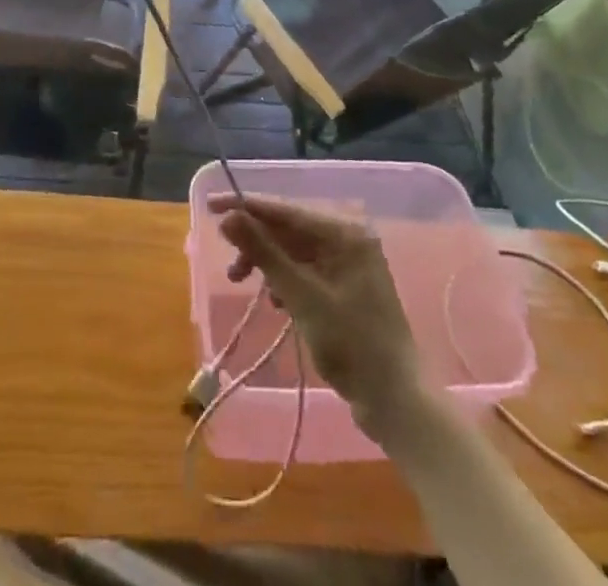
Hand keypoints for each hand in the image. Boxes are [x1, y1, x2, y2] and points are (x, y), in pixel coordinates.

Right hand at [211, 194, 430, 440]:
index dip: (247, 207)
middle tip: (230, 267)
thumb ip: (265, 254)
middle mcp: (348, 241)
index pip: (287, 212)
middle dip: (257, 244)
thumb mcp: (303, 297)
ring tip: (244, 284)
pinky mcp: (345, 290)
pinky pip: (305, 272)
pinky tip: (275, 301)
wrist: (396, 402)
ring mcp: (348, 266)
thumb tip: (229, 217)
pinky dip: (285, 281)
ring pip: (295, 253)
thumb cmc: (352, 345)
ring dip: (268, 265)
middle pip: (290, 231)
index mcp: (345, 234)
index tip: (211, 205)